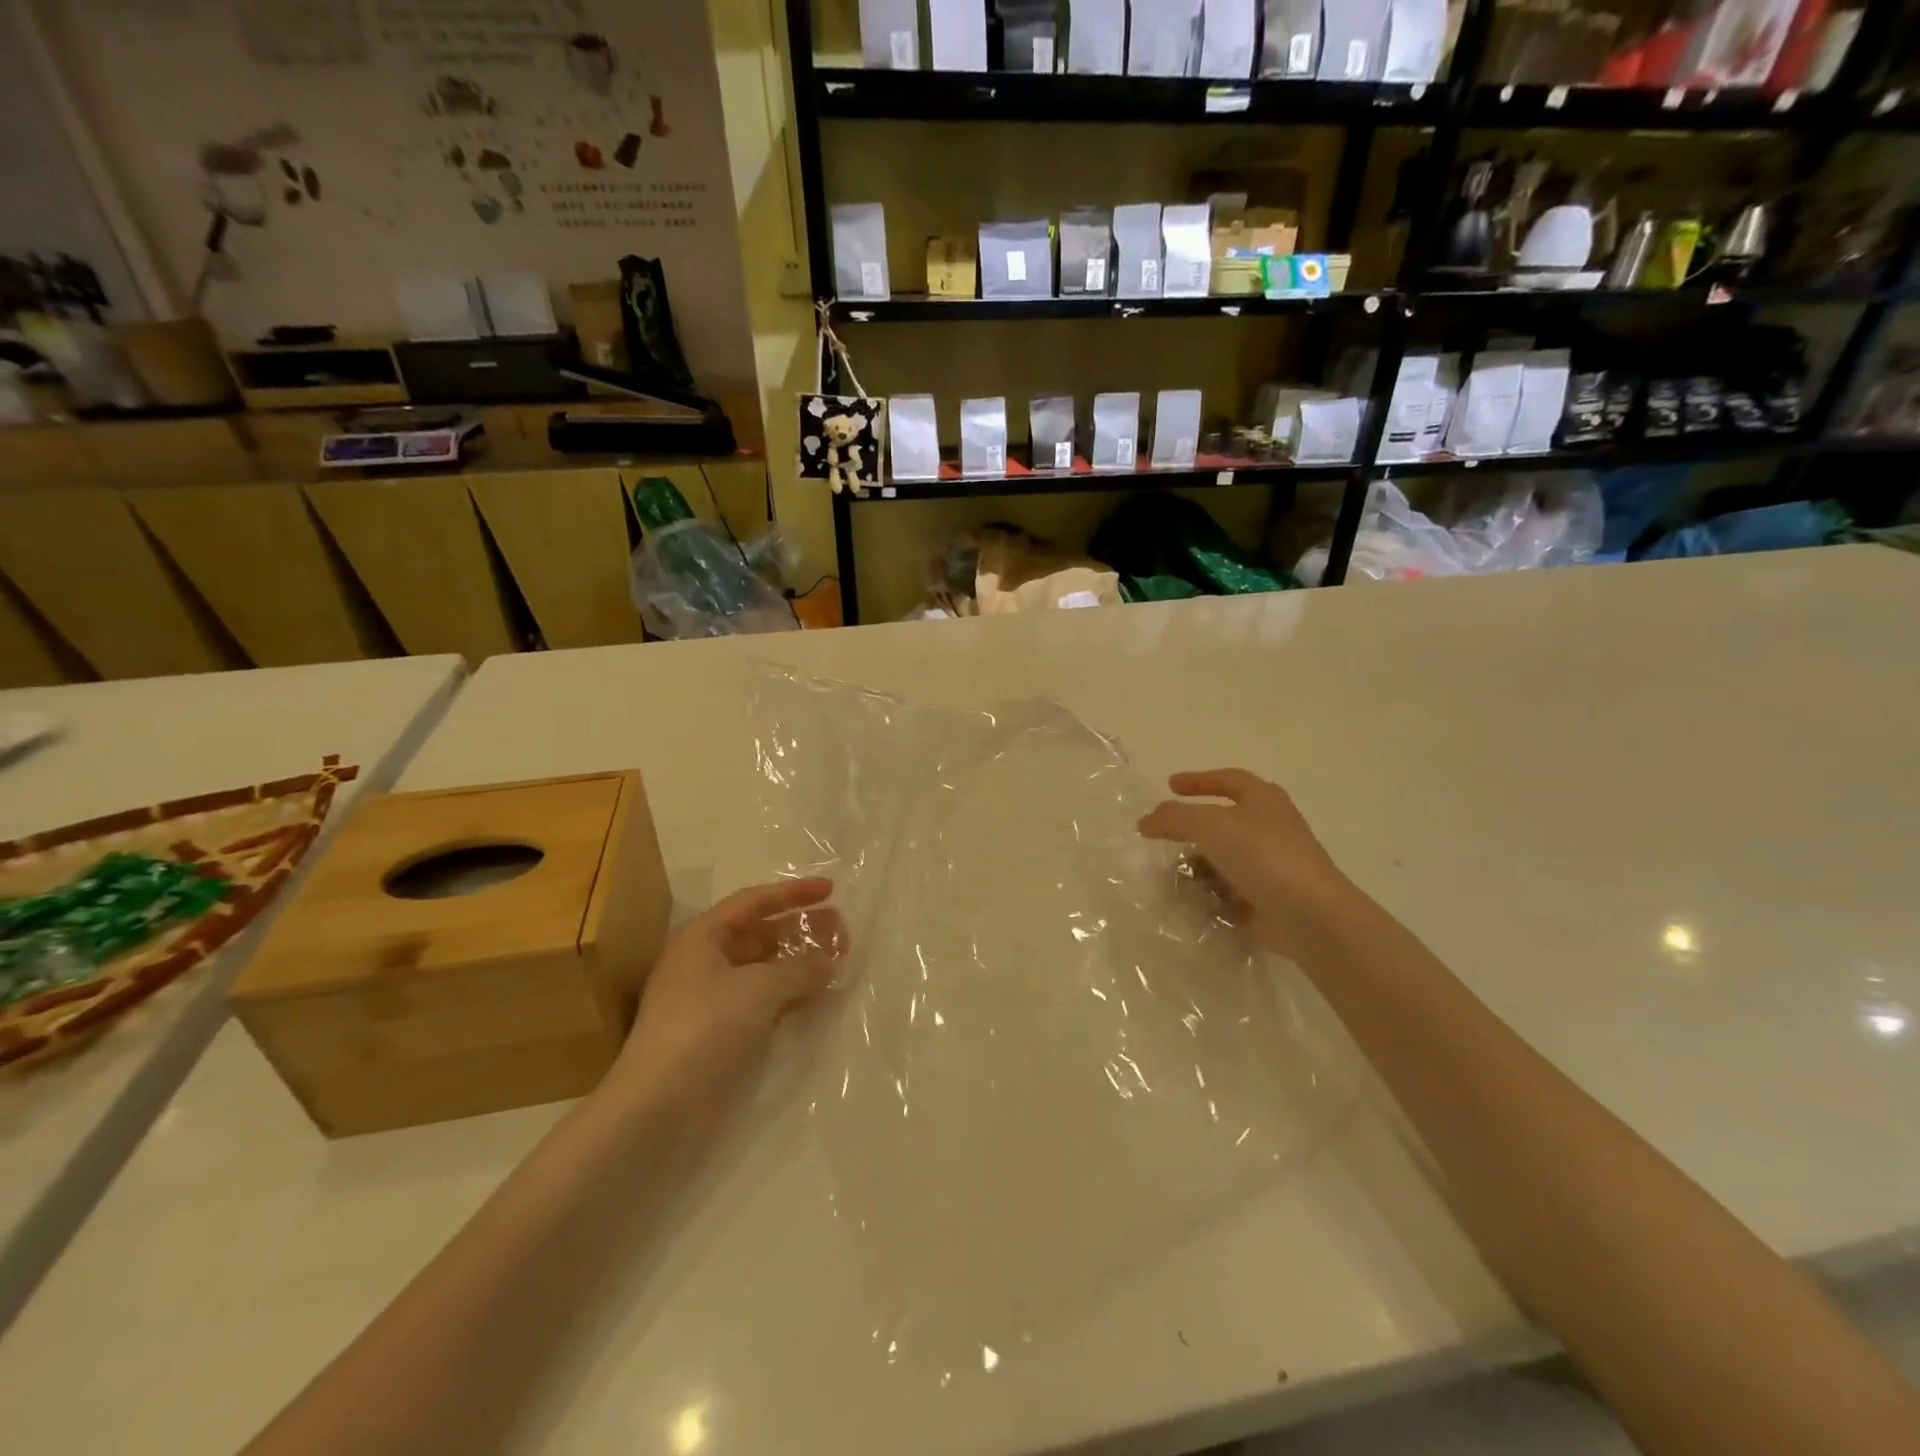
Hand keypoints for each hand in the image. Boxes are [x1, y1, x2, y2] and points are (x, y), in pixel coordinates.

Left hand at [603, 877, 846, 1135]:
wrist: (658, 1109)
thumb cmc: (705, 1029)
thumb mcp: (759, 989)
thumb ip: (800, 969)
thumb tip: (830, 961)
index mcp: (702, 937)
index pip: (753, 902)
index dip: (793, 893)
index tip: (831, 890)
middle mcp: (704, 962)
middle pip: (760, 934)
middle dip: (801, 930)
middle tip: (842, 932)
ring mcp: (710, 1001)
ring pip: (763, 969)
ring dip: (799, 964)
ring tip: (837, 963)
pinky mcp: (719, 1034)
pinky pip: (762, 1001)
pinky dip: (789, 995)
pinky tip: (817, 998)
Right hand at [1138, 769, 1357, 958]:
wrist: (1310, 916)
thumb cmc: (1262, 856)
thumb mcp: (1209, 825)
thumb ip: (1173, 817)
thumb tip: (1146, 821)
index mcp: (1263, 800)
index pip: (1228, 779)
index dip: (1198, 780)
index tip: (1169, 785)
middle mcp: (1270, 827)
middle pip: (1222, 822)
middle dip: (1190, 830)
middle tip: (1162, 835)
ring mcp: (1271, 865)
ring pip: (1223, 859)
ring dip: (1196, 866)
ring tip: (1171, 877)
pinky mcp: (1268, 898)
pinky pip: (1230, 890)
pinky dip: (1210, 894)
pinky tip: (1192, 902)